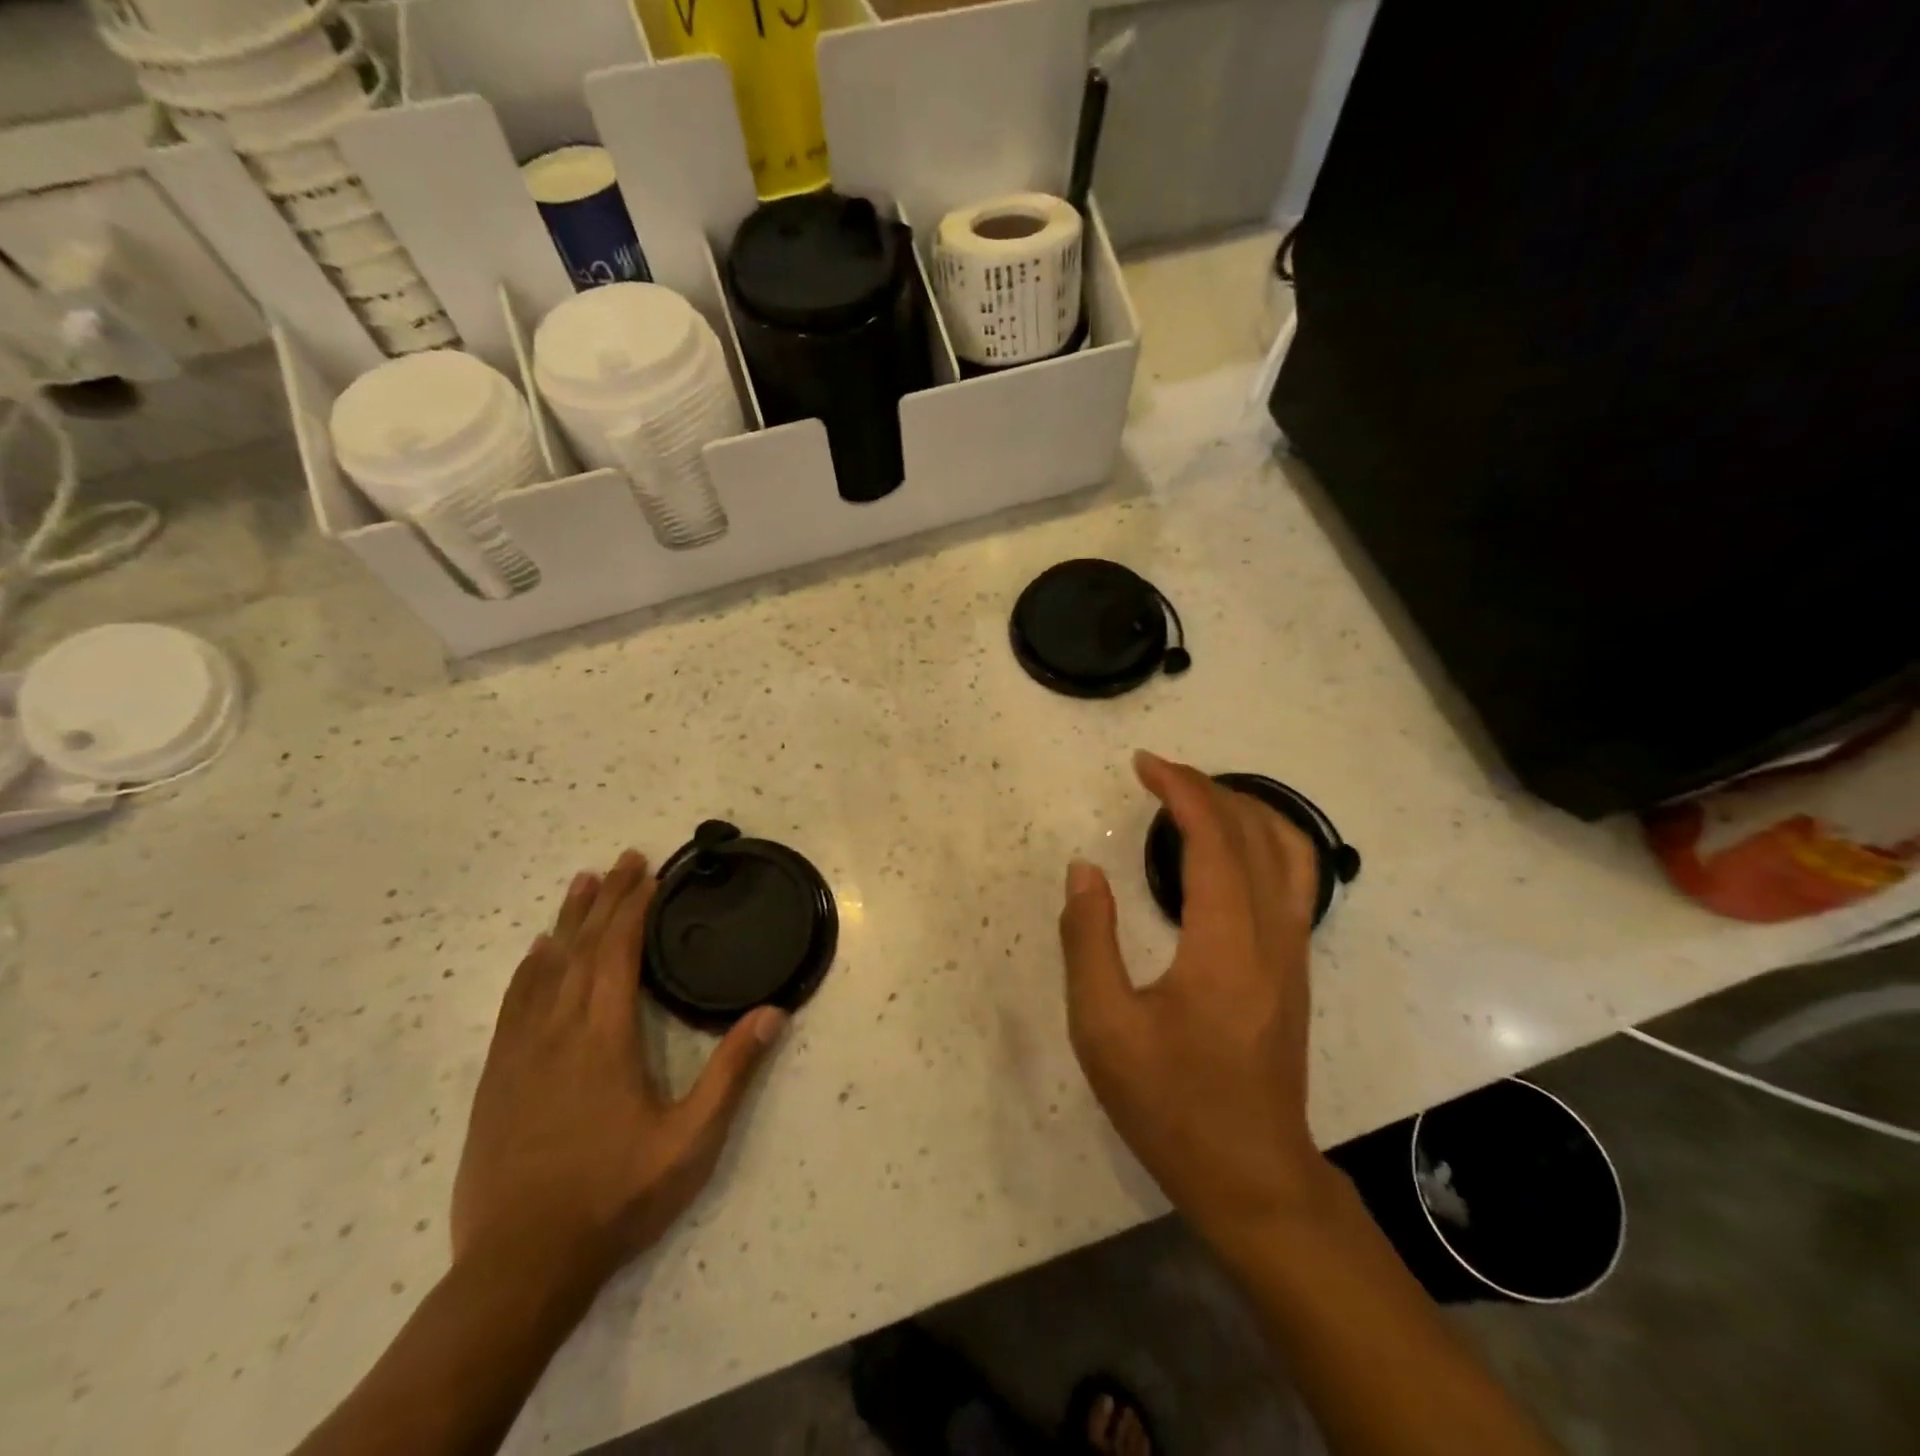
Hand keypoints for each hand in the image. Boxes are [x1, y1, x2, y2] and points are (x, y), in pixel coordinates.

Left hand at [451, 850, 786, 1285]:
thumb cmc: (616, 1197)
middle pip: (582, 948)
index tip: (649, 872)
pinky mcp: (496, 1080)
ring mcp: (520, 1054)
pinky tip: (536, 955)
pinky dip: (529, 969)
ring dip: (567, 921)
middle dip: (605, 899)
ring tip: (582, 883)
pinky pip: (513, 1005)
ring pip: (544, 969)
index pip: (618, 952)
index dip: (634, 907)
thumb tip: (773, 1012)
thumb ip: (732, 1072)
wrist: (520, 1266)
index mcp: (605, 1038)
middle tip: (624, 860)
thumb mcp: (691, 1140)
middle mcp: (559, 1032)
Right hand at [1059, 752, 1335, 1241]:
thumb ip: (1088, 940)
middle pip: (1256, 832)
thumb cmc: (1170, 1104)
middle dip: (1207, 788)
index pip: (1213, 838)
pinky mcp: (1295, 968)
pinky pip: (1291, 879)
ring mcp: (1293, 951)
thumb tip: (1084, 871)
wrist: (1251, 1176)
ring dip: (1245, 809)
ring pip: (1290, 851)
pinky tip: (1226, 852)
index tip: (1143, 764)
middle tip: (1157, 775)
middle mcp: (1272, 934)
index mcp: (1225, 943)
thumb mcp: (1103, 1028)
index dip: (1181, 790)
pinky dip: (1261, 840)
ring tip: (1196, 798)